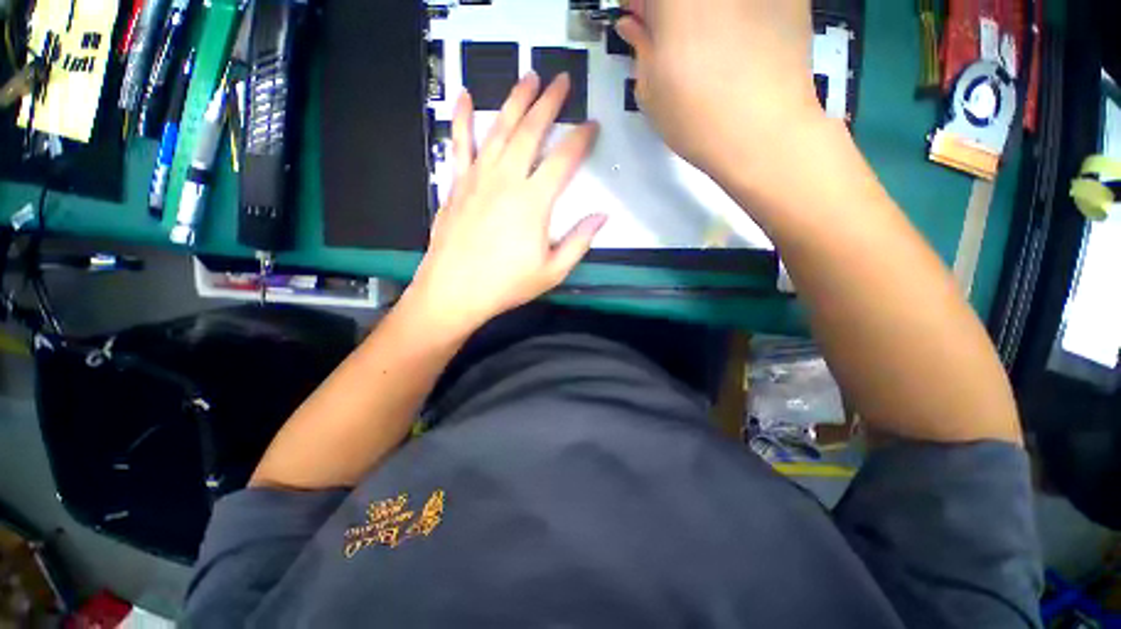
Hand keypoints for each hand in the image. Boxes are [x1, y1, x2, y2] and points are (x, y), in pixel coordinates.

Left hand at [405, 73, 605, 335]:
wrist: (455, 291)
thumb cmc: (506, 284)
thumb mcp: (552, 271)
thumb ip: (579, 242)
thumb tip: (601, 217)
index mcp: (533, 202)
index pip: (564, 159)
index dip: (581, 139)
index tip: (592, 125)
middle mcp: (506, 180)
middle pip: (531, 131)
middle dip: (549, 102)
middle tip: (561, 80)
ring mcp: (478, 178)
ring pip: (499, 129)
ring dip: (516, 101)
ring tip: (528, 77)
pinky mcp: (457, 184)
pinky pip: (459, 144)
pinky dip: (462, 119)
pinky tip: (465, 98)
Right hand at [616, 0, 823, 183]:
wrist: (764, 135)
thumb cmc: (695, 117)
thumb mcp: (650, 88)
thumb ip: (641, 46)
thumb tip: (633, 24)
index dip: (640, 5)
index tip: (638, 21)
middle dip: (670, 10)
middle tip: (668, 36)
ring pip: (718, 3)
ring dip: (705, 14)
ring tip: (705, 44)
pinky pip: (752, 4)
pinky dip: (738, 16)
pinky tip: (737, 44)